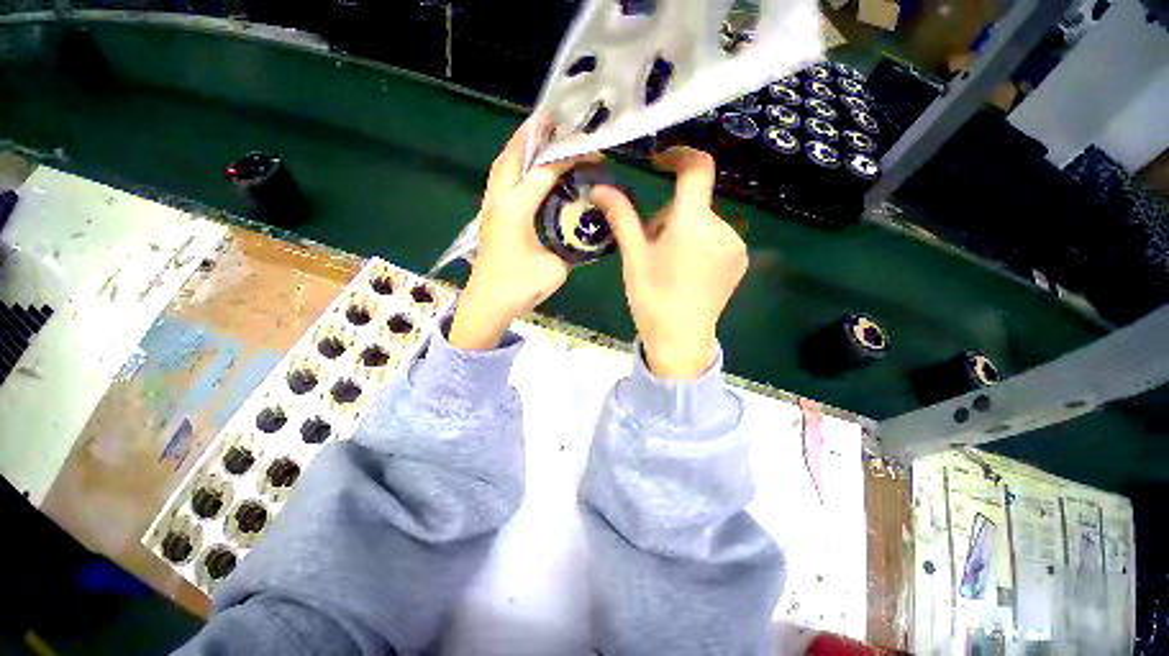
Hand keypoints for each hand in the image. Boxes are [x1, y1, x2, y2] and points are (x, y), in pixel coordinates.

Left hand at [450, 117, 601, 349]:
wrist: (487, 305)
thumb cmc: (518, 288)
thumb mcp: (553, 269)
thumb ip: (568, 247)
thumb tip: (576, 233)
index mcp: (515, 210)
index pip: (544, 172)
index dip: (568, 159)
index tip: (591, 153)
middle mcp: (499, 201)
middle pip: (513, 156)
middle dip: (532, 134)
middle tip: (552, 119)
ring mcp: (490, 208)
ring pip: (502, 166)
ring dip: (519, 147)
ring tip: (538, 135)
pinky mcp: (490, 217)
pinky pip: (500, 180)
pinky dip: (513, 166)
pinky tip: (526, 170)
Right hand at [592, 147, 747, 379]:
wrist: (681, 340)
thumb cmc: (652, 298)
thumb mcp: (633, 257)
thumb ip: (622, 217)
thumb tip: (600, 187)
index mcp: (693, 224)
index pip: (697, 168)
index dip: (679, 156)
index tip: (659, 162)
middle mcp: (723, 227)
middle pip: (693, 203)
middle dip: (668, 216)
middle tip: (650, 248)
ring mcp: (736, 245)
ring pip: (702, 222)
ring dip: (683, 231)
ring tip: (668, 265)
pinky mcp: (740, 260)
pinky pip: (716, 237)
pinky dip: (699, 244)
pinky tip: (688, 273)